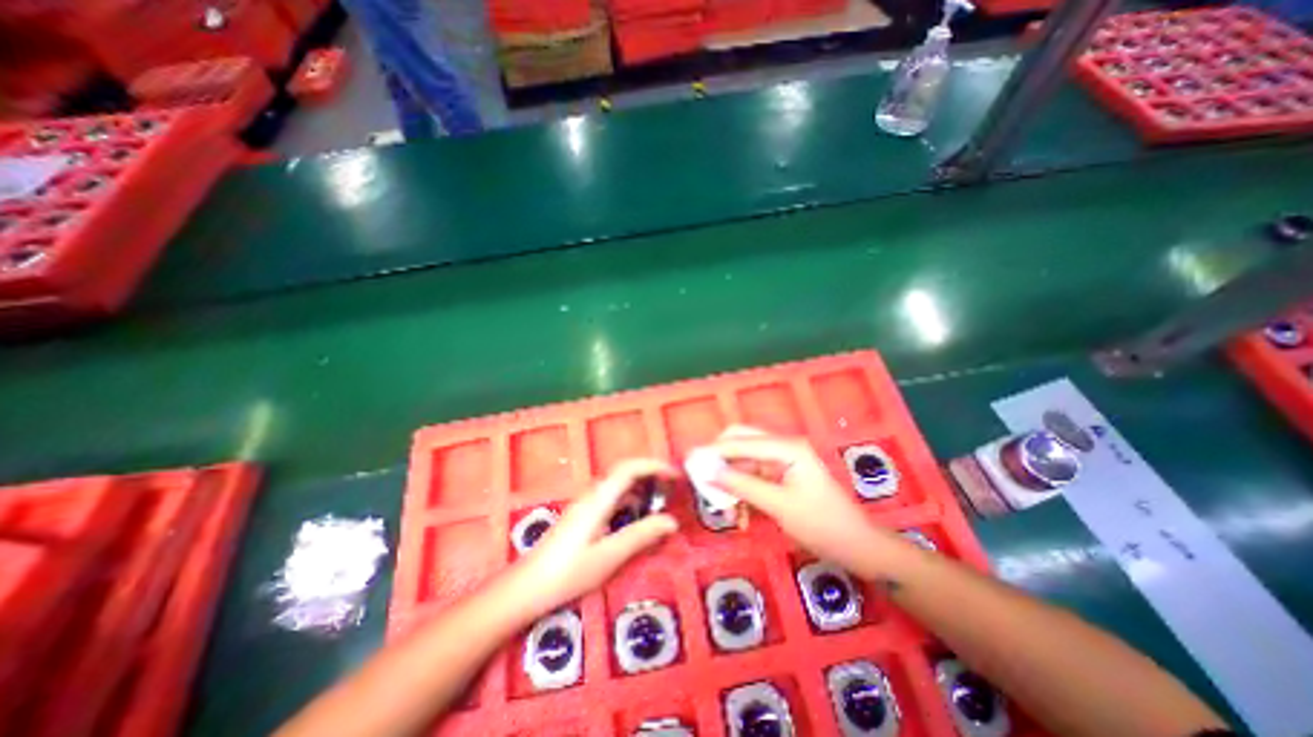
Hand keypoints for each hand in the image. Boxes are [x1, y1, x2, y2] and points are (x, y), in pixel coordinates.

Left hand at [517, 463, 677, 613]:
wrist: (526, 588)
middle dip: (651, 474)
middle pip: (625, 472)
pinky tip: (638, 519)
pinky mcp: (583, 515)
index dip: (654, 466)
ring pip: (619, 485)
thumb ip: (641, 535)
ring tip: (661, 503)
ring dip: (642, 488)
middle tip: (673, 487)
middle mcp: (593, 494)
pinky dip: (631, 501)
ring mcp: (586, 504)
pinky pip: (612, 498)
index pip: (629, 468)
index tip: (675, 476)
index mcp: (599, 499)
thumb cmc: (568, 573)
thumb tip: (671, 521)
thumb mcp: (609, 556)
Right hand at [709, 425, 893, 574]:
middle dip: (720, 457)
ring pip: (746, 458)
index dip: (714, 451)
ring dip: (731, 476)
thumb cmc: (822, 525)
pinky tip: (738, 510)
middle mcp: (784, 446)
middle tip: (701, 476)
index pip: (741, 441)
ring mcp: (784, 460)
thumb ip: (741, 485)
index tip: (690, 461)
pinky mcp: (784, 474)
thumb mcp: (778, 506)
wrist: (859, 547)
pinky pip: (755, 473)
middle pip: (742, 441)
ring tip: (718, 501)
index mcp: (787, 447)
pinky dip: (743, 487)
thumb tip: (708, 472)